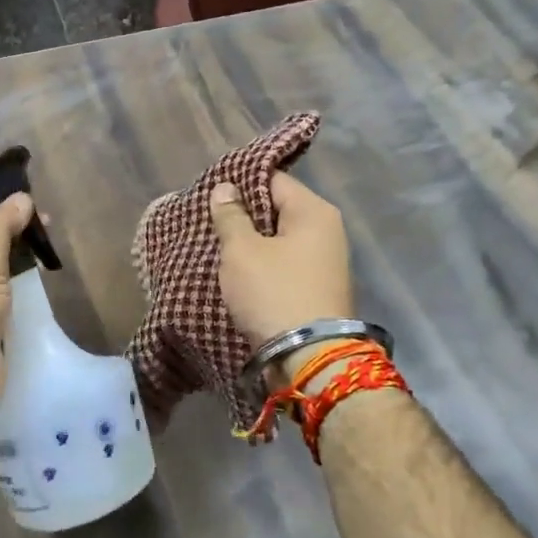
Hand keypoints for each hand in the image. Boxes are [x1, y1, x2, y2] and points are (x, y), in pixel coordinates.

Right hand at [209, 172, 354, 373]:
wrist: (308, 357)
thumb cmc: (273, 293)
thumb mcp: (242, 251)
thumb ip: (231, 216)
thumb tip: (225, 188)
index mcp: (314, 211)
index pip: (273, 179)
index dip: (241, 183)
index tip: (211, 194)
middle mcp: (328, 231)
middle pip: (278, 210)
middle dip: (245, 216)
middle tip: (210, 222)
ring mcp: (326, 262)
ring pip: (280, 240)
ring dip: (253, 244)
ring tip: (219, 248)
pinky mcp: (318, 289)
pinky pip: (285, 265)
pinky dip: (264, 266)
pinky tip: (240, 273)